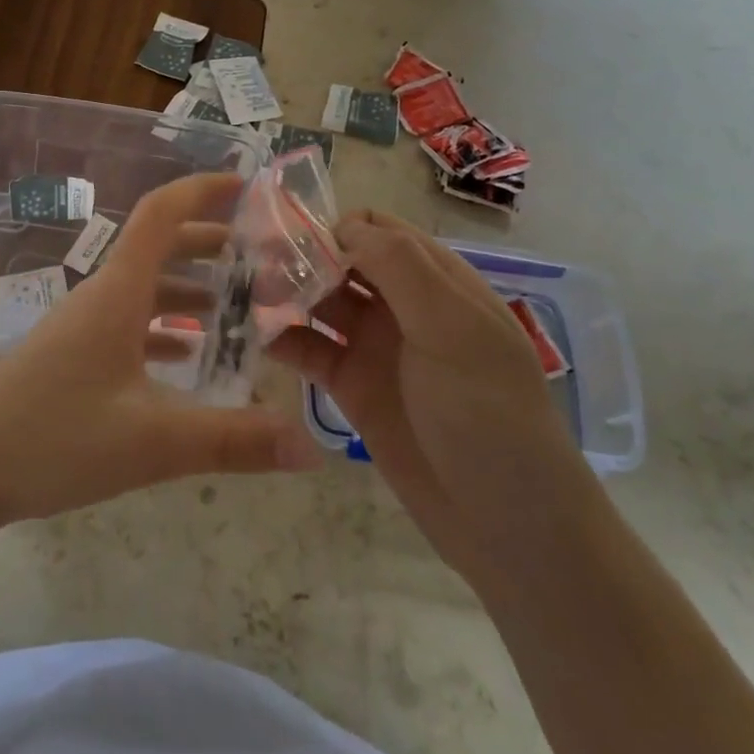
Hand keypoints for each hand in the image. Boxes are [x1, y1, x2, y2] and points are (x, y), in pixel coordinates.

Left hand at [0, 173, 321, 530]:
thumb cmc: (53, 438)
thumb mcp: (151, 442)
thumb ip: (232, 441)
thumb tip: (311, 447)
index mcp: (118, 292)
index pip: (162, 214)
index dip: (203, 190)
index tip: (248, 187)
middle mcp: (101, 296)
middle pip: (159, 248)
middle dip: (211, 244)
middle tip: (263, 258)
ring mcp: (82, 326)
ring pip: (145, 289)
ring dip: (190, 289)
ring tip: (239, 309)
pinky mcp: (72, 356)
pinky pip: (129, 324)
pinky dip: (165, 328)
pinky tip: (188, 357)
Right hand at [268, 210, 585, 569]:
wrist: (509, 528)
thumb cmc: (489, 416)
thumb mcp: (454, 329)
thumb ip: (399, 267)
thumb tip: (341, 226)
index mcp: (436, 281)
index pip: (377, 229)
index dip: (336, 227)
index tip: (293, 241)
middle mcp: (402, 305)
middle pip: (340, 260)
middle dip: (299, 257)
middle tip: (253, 266)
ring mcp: (374, 346)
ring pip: (319, 301)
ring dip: (284, 293)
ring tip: (244, 296)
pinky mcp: (351, 387)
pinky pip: (308, 349)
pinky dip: (281, 337)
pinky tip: (254, 335)